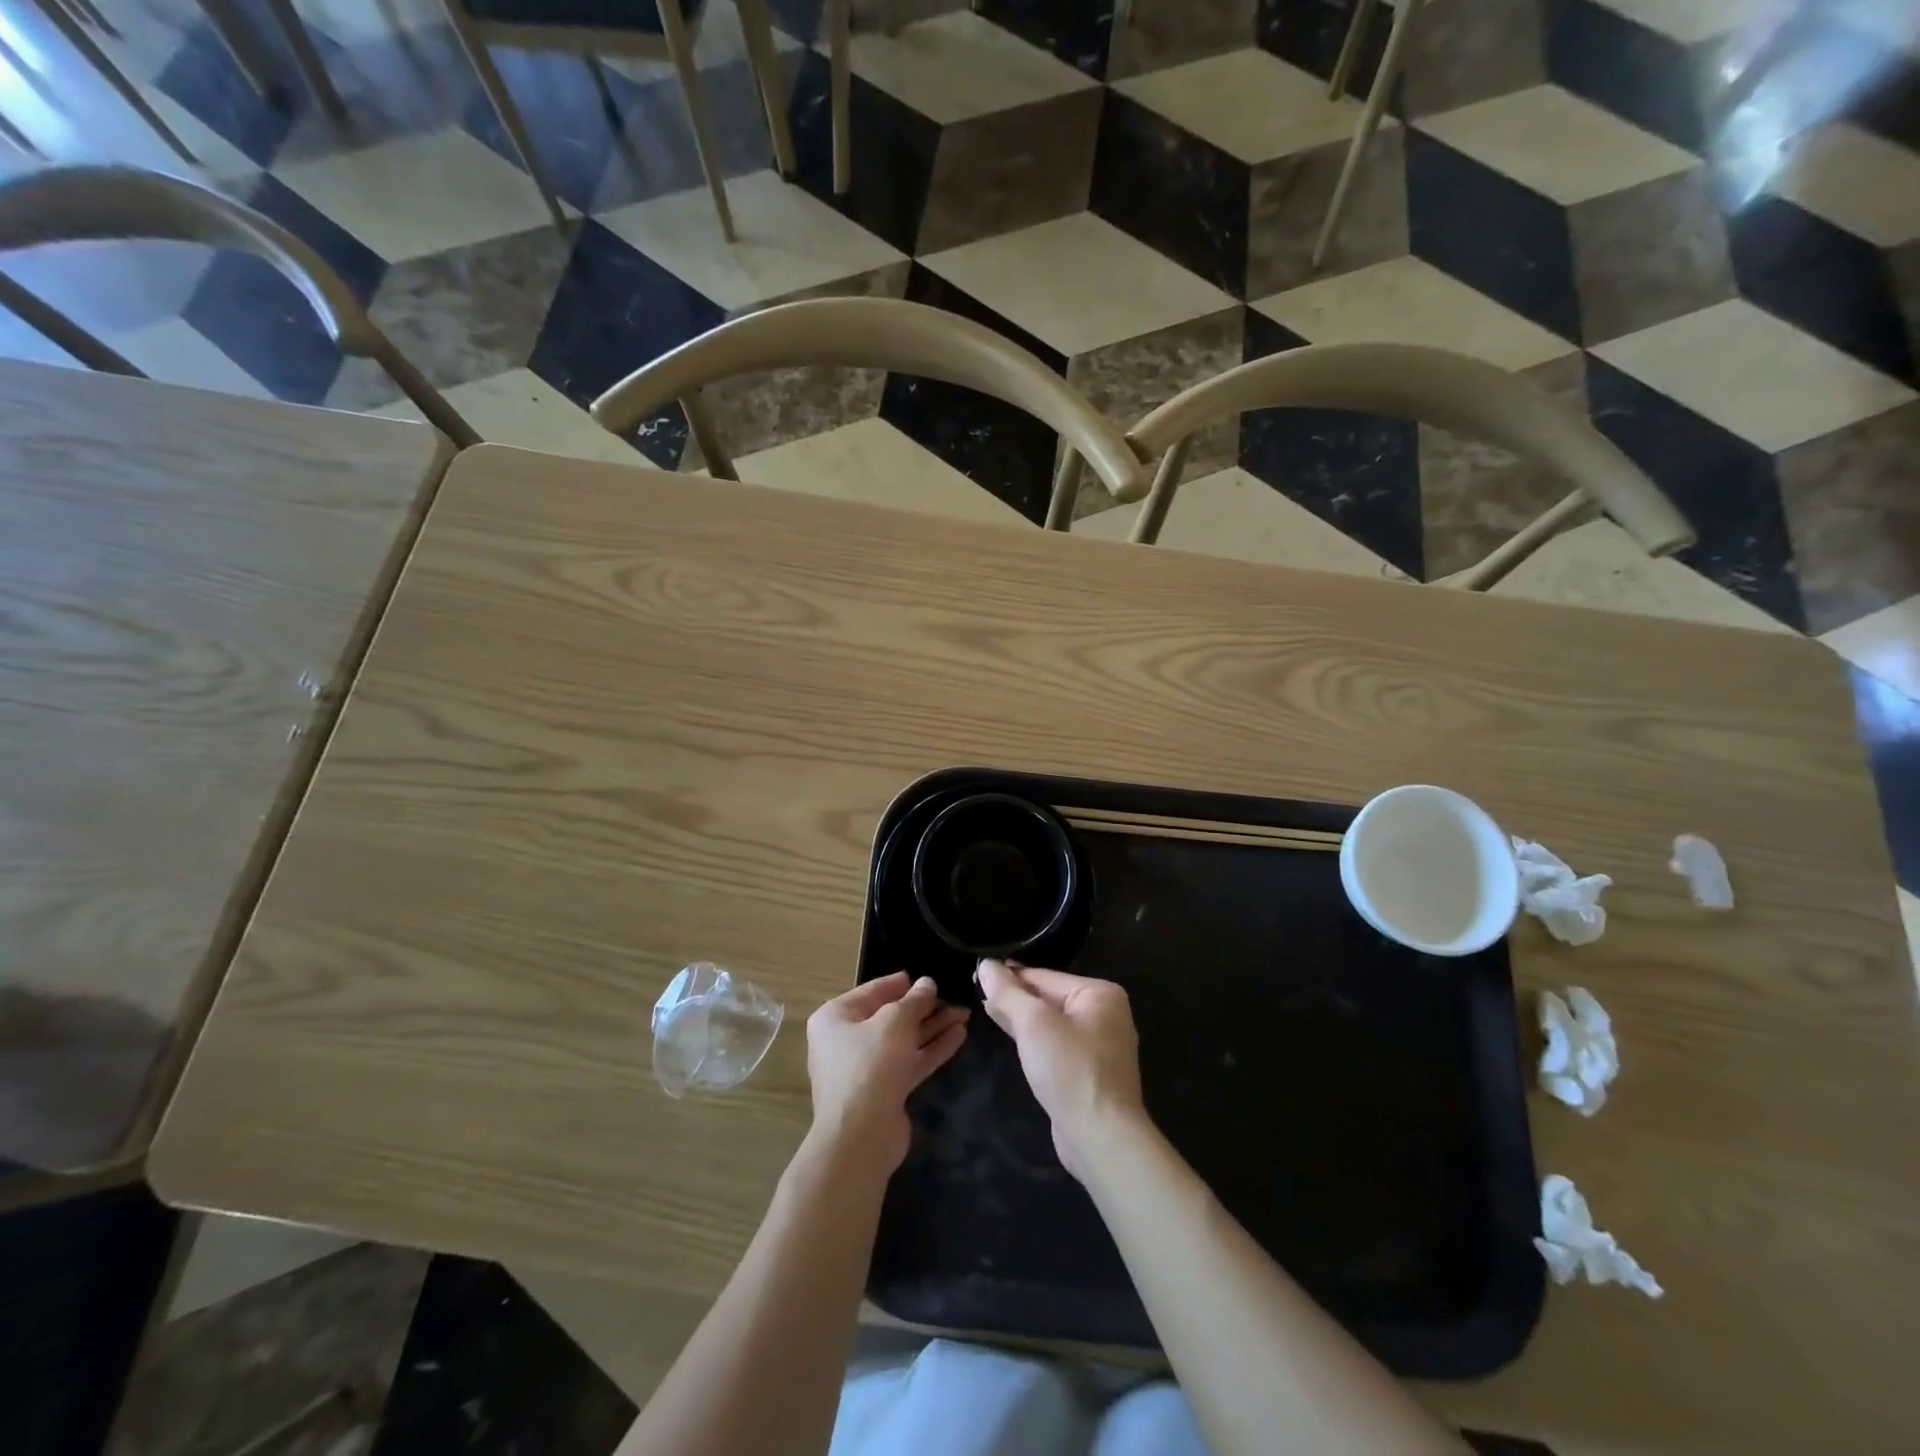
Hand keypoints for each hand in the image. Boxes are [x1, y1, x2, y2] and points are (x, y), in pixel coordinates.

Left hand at [806, 973, 968, 1172]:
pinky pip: (909, 1061)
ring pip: (904, 1040)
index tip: (929, 978)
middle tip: (955, 997)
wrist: (861, 1137)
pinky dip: (931, 1049)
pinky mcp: (884, 1090)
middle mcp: (846, 1040)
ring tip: (964, 1014)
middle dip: (924, 1007)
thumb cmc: (870, 1065)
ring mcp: (865, 1067)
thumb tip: (927, 983)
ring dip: (933, 1027)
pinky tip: (959, 1036)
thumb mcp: (895, 1022)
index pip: (873, 990)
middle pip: (891, 1016)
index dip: (902, 984)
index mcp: (836, 1017)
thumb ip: (914, 1000)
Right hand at [976, 960, 1146, 1181]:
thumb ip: (1008, 992)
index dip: (1009, 976)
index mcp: (1100, 994)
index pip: (1044, 976)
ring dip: (1020, 1017)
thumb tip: (985, 965)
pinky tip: (1010, 1035)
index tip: (976, 973)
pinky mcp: (1088, 1072)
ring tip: (986, 1007)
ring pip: (1050, 1022)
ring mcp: (1098, 1046)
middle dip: (1014, 996)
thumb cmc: (1069, 1069)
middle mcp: (1104, 1015)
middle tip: (975, 989)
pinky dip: (1032, 1039)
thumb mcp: (1033, 1023)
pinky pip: (1055, 1045)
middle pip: (1048, 997)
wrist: (1100, 1137)